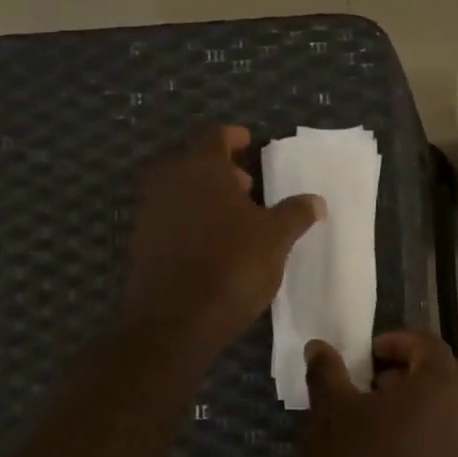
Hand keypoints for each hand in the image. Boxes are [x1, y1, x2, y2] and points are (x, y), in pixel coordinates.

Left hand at [124, 126, 323, 352]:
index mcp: (201, 167)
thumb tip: (315, 200)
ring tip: (236, 218)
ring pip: (181, 192)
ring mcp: (150, 212)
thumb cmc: (231, 266)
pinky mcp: (142, 243)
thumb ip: (295, 213)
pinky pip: (172, 219)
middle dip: (222, 171)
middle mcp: (169, 181)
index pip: (216, 135)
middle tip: (249, 186)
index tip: (251, 144)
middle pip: (195, 163)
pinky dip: (192, 221)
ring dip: (206, 198)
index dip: (235, 138)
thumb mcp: (275, 239)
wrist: (174, 321)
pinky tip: (214, 244)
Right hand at [302, 331, 457, 456]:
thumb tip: (319, 346)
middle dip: (419, 370)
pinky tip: (421, 456)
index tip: (370, 354)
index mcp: (440, 383)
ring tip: (396, 421)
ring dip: (433, 406)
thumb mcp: (330, 413)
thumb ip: (327, 372)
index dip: (398, 341)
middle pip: (452, 374)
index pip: (428, 343)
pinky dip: (447, 445)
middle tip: (383, 383)